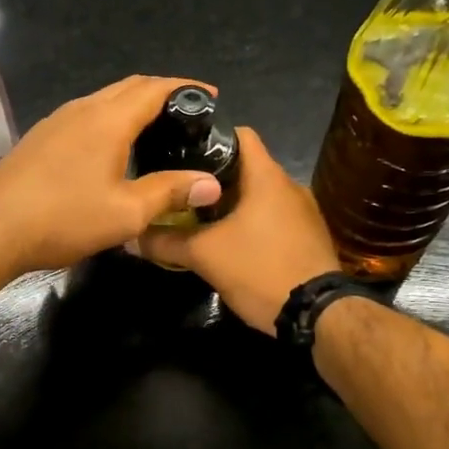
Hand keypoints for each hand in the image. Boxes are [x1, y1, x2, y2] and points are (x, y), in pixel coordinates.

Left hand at [0, 75, 224, 279]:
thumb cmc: (64, 217)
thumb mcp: (126, 212)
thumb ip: (170, 192)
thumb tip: (211, 183)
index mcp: (108, 119)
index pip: (155, 88)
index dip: (187, 88)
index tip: (212, 97)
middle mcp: (83, 109)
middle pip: (130, 87)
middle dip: (163, 93)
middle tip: (190, 115)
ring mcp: (58, 120)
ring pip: (106, 100)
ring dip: (135, 105)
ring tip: (159, 129)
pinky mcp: (42, 136)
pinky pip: (87, 114)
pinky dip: (112, 118)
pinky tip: (117, 147)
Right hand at [138, 128, 340, 332]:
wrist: (318, 315)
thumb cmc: (261, 269)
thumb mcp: (205, 256)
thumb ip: (165, 242)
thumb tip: (131, 236)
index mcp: (267, 176)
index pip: (239, 133)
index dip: (209, 136)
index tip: (181, 150)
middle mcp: (289, 185)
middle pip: (246, 166)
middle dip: (212, 176)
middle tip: (180, 189)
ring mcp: (303, 211)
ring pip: (259, 194)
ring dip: (232, 202)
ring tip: (199, 216)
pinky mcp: (308, 235)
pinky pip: (273, 216)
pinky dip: (251, 221)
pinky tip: (231, 240)